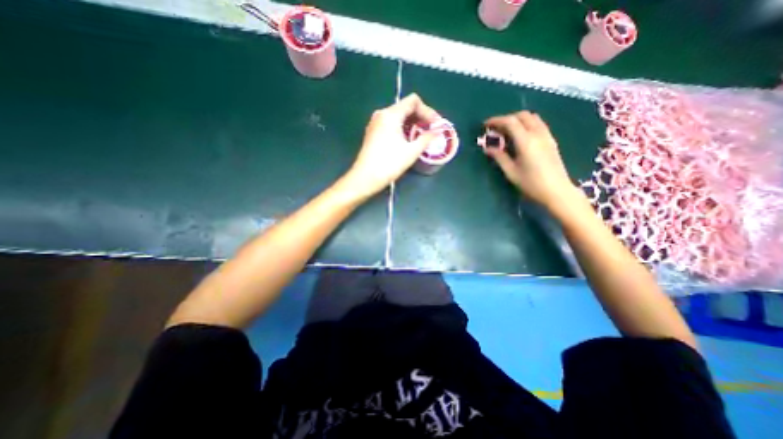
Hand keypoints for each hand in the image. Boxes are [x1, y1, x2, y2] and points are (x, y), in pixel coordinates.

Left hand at [345, 96, 442, 198]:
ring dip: (412, 124)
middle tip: (431, 130)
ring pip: (398, 116)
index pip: (413, 101)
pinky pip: (391, 124)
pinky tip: (408, 140)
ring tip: (422, 136)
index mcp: (391, 114)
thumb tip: (438, 131)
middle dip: (420, 117)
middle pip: (405, 107)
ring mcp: (375, 123)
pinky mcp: (373, 133)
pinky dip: (402, 129)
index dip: (428, 111)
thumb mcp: (411, 151)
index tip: (435, 124)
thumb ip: (426, 138)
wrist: (365, 178)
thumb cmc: (389, 164)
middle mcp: (382, 114)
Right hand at [485, 111, 580, 210]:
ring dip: (517, 120)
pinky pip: (538, 124)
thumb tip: (487, 148)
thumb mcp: (511, 172)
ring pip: (532, 118)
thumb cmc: (531, 183)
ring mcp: (546, 136)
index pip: (510, 122)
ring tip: (506, 131)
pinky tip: (520, 136)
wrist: (557, 191)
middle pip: (522, 116)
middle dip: (506, 118)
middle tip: (495, 129)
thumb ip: (499, 157)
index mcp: (526, 141)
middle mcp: (538, 134)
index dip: (496, 120)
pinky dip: (526, 124)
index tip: (485, 125)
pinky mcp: (551, 140)